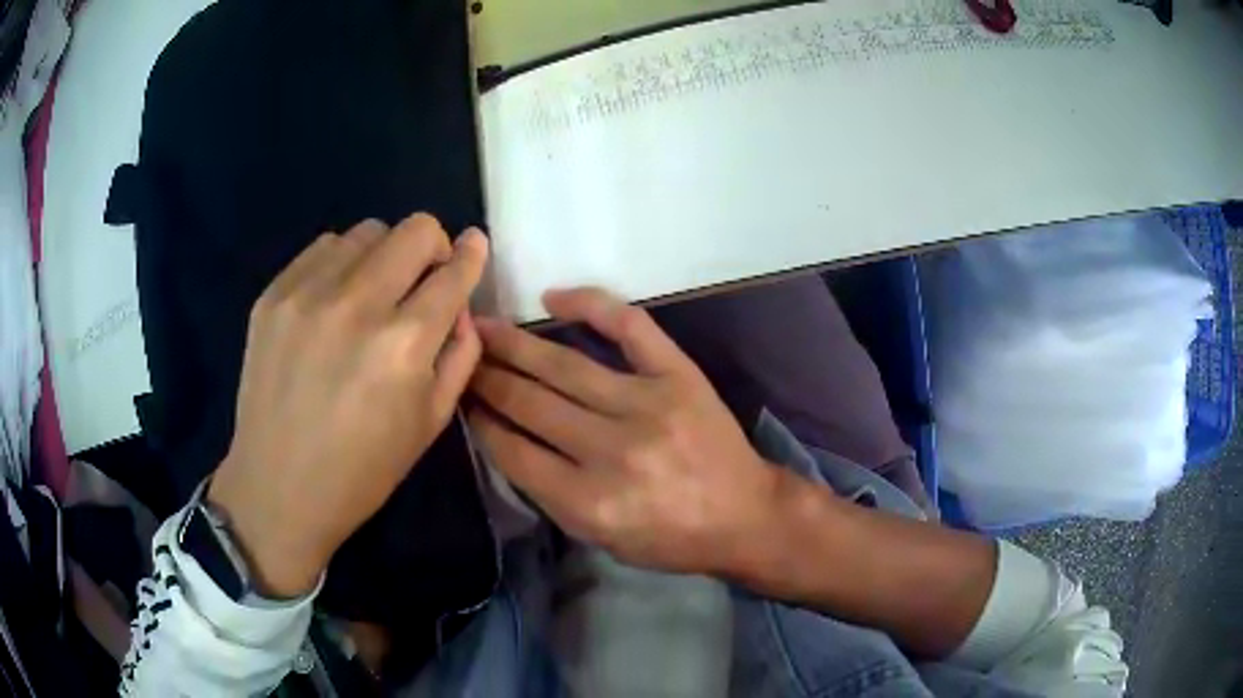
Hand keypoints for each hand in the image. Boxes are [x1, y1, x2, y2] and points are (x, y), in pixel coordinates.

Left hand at [207, 214, 488, 597]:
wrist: (279, 489)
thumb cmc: (363, 469)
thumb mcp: (433, 423)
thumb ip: (460, 353)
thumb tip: (460, 304)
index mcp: (403, 345)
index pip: (454, 272)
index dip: (472, 255)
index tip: (474, 247)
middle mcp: (357, 305)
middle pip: (414, 229)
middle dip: (432, 247)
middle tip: (421, 281)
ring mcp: (307, 294)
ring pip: (366, 232)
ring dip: (382, 256)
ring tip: (370, 295)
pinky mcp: (273, 295)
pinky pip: (322, 248)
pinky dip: (341, 264)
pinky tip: (333, 301)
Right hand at [468, 288, 781, 575]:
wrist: (744, 515)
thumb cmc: (670, 538)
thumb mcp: (600, 539)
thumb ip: (550, 494)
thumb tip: (503, 437)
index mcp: (589, 503)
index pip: (513, 451)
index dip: (479, 421)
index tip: (460, 397)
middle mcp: (612, 452)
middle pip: (530, 403)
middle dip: (487, 377)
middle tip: (461, 355)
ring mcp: (648, 406)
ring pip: (564, 366)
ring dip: (516, 344)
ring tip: (484, 327)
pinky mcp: (678, 375)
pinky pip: (629, 327)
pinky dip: (590, 304)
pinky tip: (553, 297)